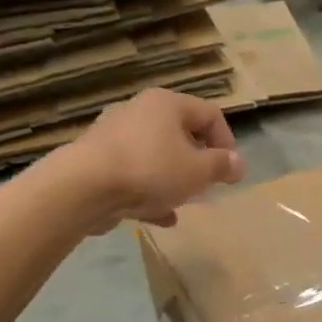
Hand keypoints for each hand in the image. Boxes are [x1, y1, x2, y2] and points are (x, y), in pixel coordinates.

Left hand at [64, 90, 244, 229]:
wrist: (83, 188)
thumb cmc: (150, 170)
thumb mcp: (197, 172)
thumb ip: (221, 166)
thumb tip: (238, 163)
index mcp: (167, 104)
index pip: (210, 114)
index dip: (227, 143)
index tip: (230, 172)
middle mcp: (139, 111)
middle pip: (180, 134)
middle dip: (198, 163)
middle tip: (207, 186)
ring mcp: (114, 136)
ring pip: (156, 156)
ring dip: (174, 180)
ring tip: (184, 203)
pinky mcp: (97, 161)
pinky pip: (134, 174)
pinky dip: (149, 192)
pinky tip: (160, 217)